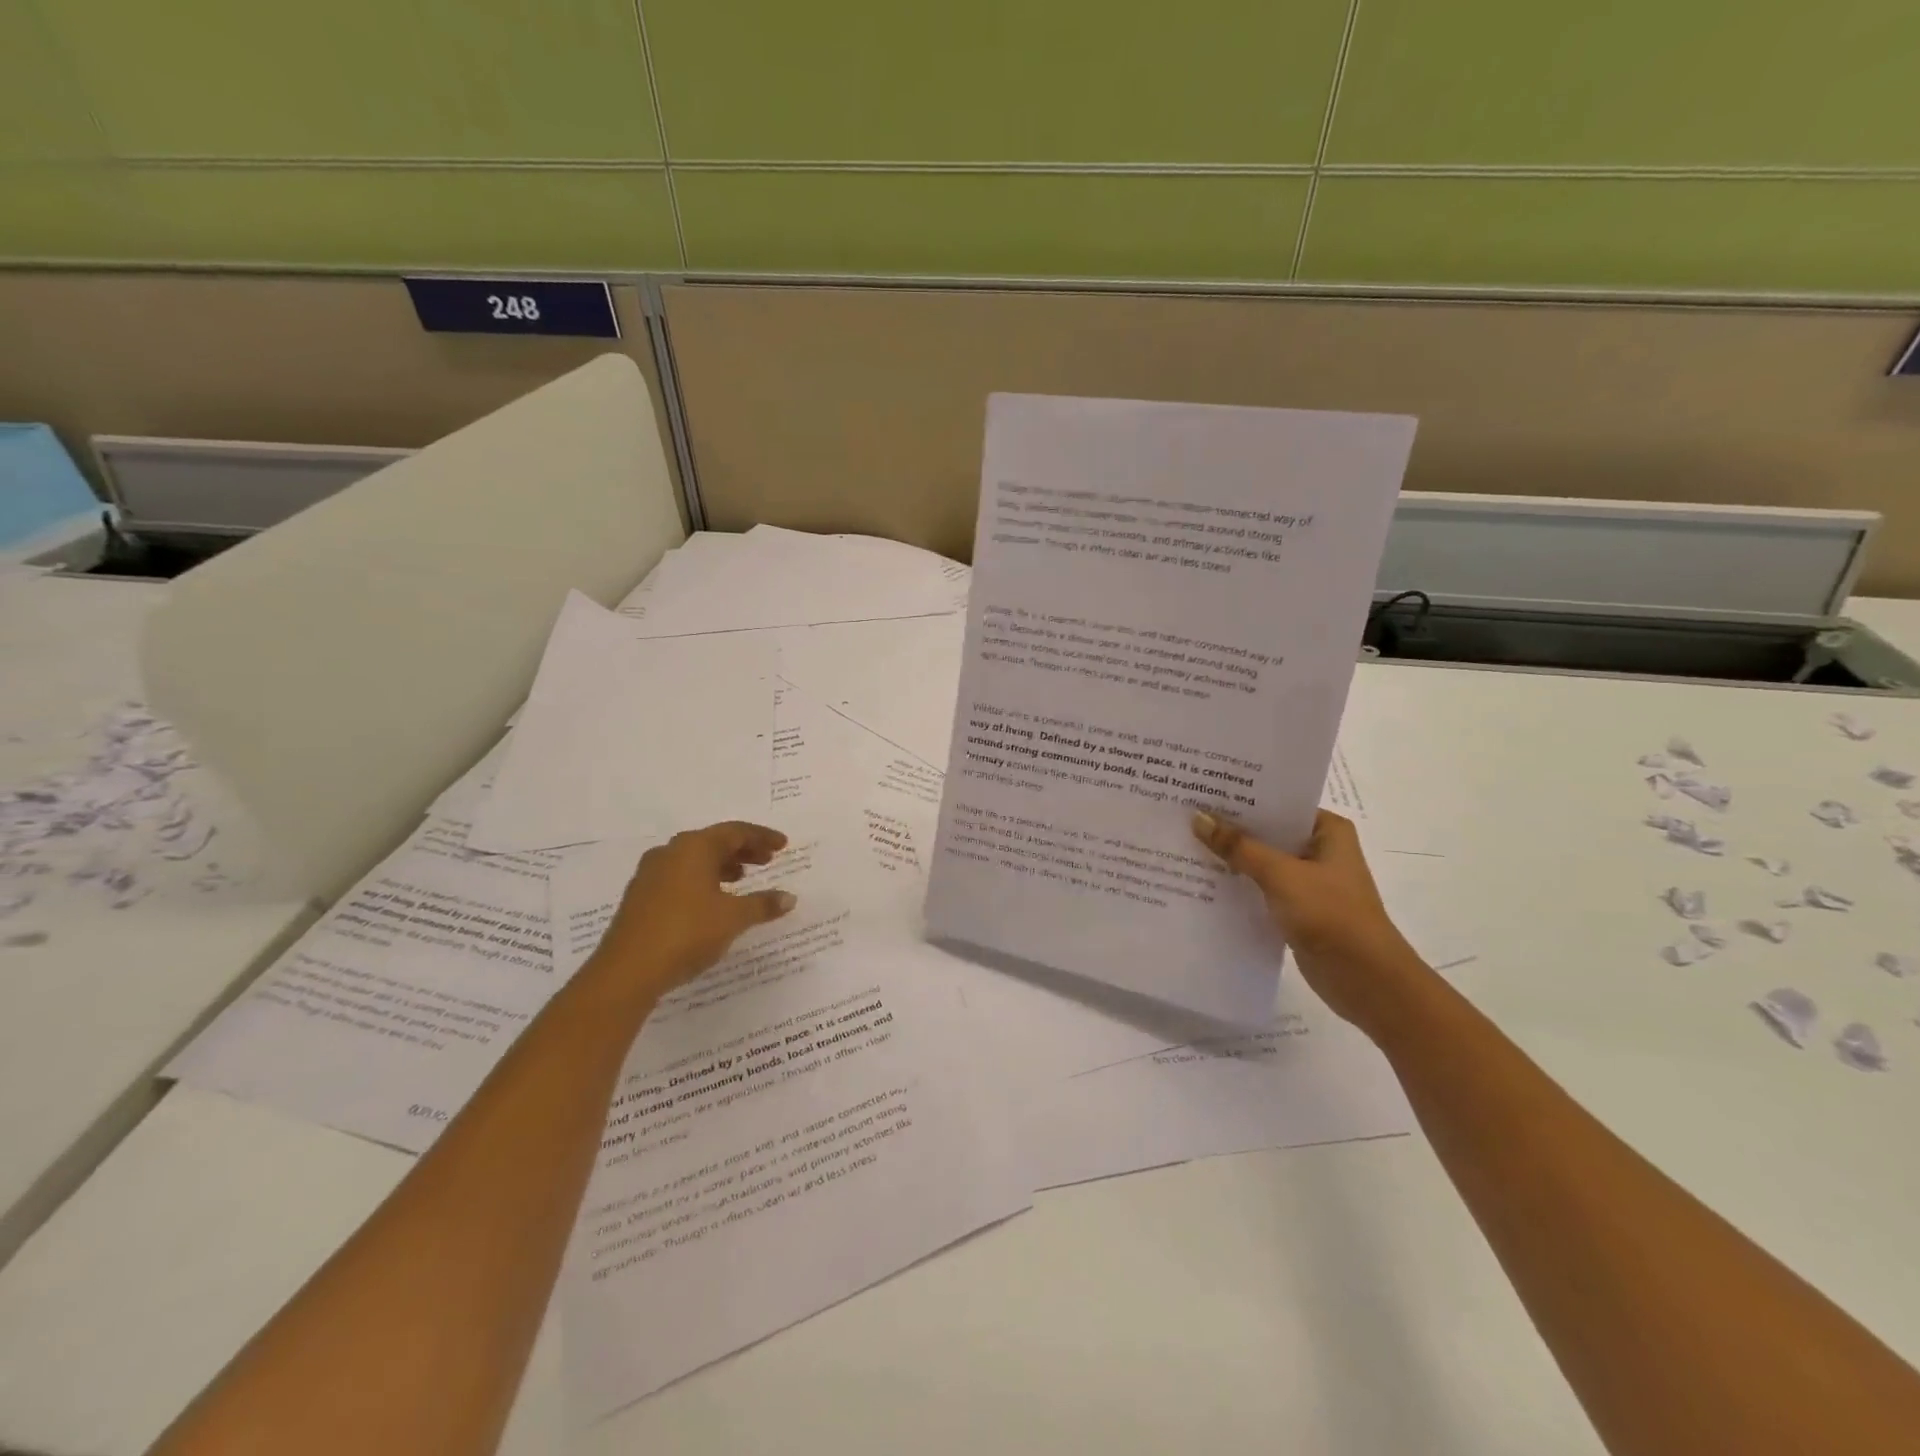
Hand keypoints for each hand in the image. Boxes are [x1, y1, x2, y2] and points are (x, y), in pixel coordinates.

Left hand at [586, 821, 796, 1006]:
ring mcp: (651, 874)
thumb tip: (789, 898)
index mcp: (694, 847)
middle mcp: (670, 852)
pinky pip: (680, 877)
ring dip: (722, 866)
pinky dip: (703, 880)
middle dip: (743, 850)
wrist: (627, 972)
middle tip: (768, 860)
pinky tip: (713, 901)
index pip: (735, 832)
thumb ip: (763, 904)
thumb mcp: (733, 918)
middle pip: (714, 842)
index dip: (762, 837)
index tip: (783, 845)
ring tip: (743, 879)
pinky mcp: (641, 897)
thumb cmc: (686, 933)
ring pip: (695, 860)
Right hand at [1192, 809, 1426, 1030]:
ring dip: (1231, 858)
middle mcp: (1320, 850)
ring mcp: (1309, 881)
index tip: (1202, 790)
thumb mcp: (1280, 875)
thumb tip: (1198, 818)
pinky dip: (1238, 885)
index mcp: (1328, 831)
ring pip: (1261, 861)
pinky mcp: (1298, 909)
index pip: (1278, 803)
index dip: (1241, 798)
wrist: (1366, 979)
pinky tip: (1203, 880)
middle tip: (1185, 814)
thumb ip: (1238, 847)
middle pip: (1267, 832)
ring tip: (1184, 842)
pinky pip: (1261, 888)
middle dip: (1230, 828)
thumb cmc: (1330, 915)